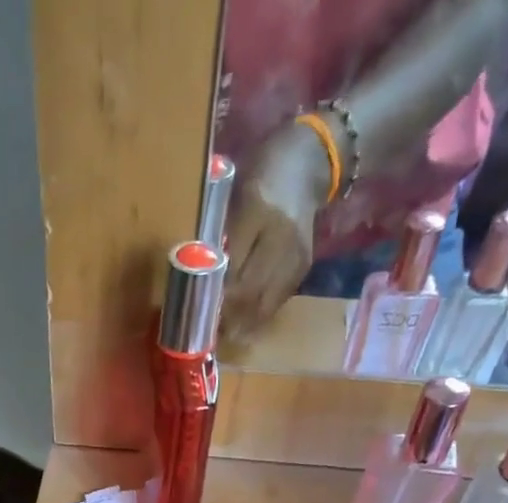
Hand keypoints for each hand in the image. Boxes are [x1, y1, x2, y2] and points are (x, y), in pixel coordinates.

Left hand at [221, 121, 329, 347]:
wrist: (309, 163)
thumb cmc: (262, 175)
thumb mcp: (234, 194)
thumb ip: (221, 234)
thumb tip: (202, 279)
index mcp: (257, 208)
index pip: (232, 265)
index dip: (215, 293)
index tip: (198, 310)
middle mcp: (280, 234)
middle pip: (249, 289)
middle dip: (227, 314)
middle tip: (209, 329)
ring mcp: (295, 253)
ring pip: (265, 302)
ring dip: (243, 322)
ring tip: (225, 333)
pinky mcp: (304, 265)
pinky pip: (278, 300)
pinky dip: (259, 314)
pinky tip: (245, 322)